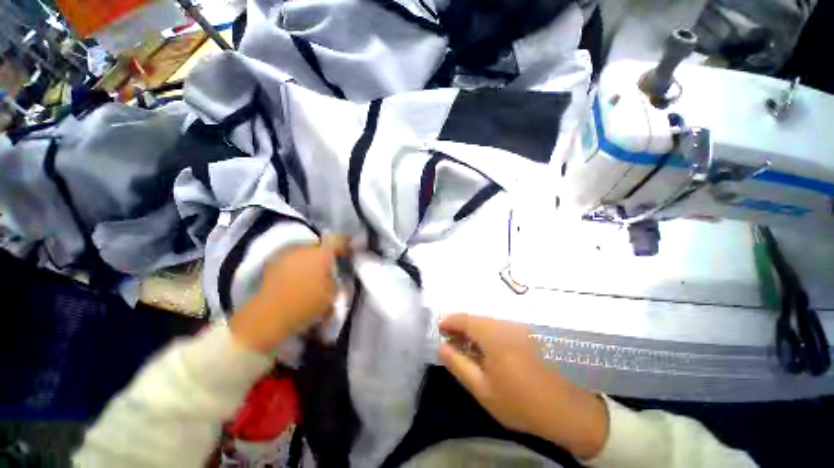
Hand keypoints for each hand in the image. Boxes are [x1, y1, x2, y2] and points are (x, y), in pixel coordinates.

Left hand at [229, 235, 348, 354]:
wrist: (268, 316)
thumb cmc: (305, 305)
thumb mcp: (331, 296)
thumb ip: (335, 281)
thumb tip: (332, 276)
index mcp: (321, 254)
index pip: (338, 240)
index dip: (345, 244)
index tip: (347, 253)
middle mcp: (304, 249)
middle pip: (320, 246)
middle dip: (325, 255)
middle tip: (328, 269)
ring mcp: (286, 255)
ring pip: (305, 253)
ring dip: (310, 261)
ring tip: (311, 277)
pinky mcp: (273, 264)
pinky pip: (292, 260)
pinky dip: (297, 266)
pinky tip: (296, 280)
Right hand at [438, 314, 608, 459]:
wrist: (571, 412)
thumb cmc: (522, 404)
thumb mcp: (484, 391)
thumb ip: (459, 365)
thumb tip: (442, 347)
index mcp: (495, 336)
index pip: (465, 319)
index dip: (450, 321)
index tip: (440, 329)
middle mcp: (508, 325)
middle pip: (477, 319)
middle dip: (461, 328)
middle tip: (452, 343)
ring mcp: (521, 327)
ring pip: (490, 322)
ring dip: (476, 331)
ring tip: (469, 348)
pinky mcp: (530, 332)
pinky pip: (503, 327)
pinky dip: (490, 334)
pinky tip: (490, 350)